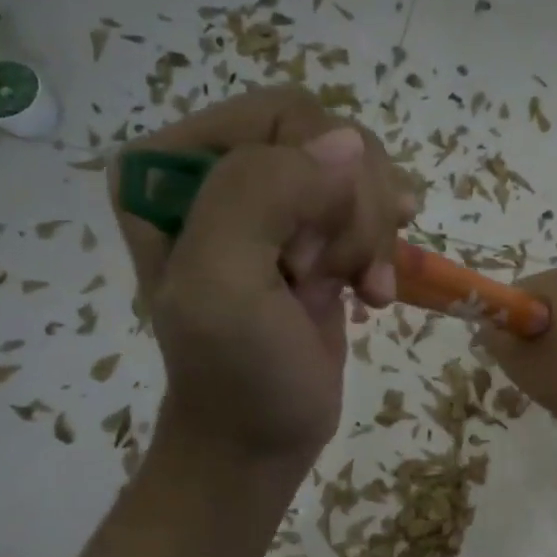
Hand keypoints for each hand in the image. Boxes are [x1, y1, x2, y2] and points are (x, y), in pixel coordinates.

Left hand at [112, 87, 412, 477]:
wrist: (261, 440)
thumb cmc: (237, 373)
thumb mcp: (224, 286)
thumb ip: (260, 195)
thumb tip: (349, 142)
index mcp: (171, 166)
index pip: (281, 116)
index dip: (317, 183)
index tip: (305, 260)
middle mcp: (218, 170)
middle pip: (329, 139)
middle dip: (352, 212)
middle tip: (336, 276)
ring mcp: (272, 202)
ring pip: (359, 170)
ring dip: (372, 233)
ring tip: (362, 286)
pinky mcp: (312, 233)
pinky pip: (370, 203)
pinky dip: (385, 247)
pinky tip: (376, 289)